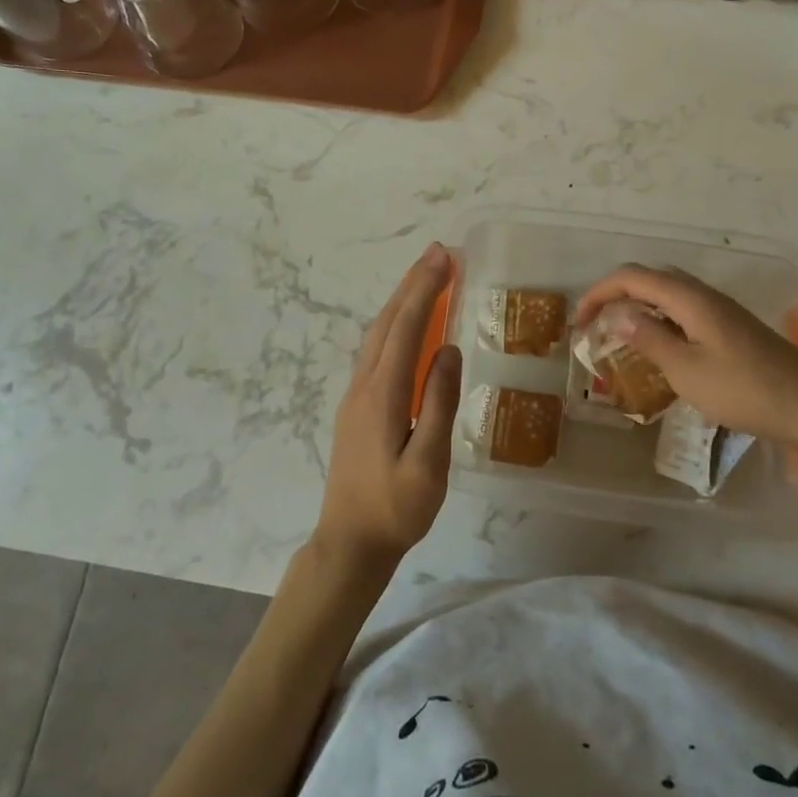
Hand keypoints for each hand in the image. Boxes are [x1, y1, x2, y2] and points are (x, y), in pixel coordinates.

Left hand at [314, 244, 461, 570]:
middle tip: (439, 253)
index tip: (445, 258)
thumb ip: (438, 403)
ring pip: (378, 333)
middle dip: (413, 283)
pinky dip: (395, 324)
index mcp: (382, 393)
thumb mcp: (428, 463)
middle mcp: (364, 384)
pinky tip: (408, 325)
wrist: (348, 543)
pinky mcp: (356, 406)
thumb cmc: (395, 509)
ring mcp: (355, 394)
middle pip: (388, 321)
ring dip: (403, 300)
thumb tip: (449, 349)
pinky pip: (376, 350)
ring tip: (427, 277)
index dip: (426, 289)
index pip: (407, 327)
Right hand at [574, 264, 797, 458]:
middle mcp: (703, 295)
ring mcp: (721, 310)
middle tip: (595, 327)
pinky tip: (659, 350)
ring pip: (668, 294)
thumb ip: (649, 338)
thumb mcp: (687, 370)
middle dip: (615, 296)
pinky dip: (660, 321)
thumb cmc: (745, 390)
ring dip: (638, 307)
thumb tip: (617, 314)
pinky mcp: (732, 327)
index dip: (598, 293)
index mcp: (689, 298)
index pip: (631, 277)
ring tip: (620, 337)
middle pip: (649, 279)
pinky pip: (684, 311)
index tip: (578, 323)